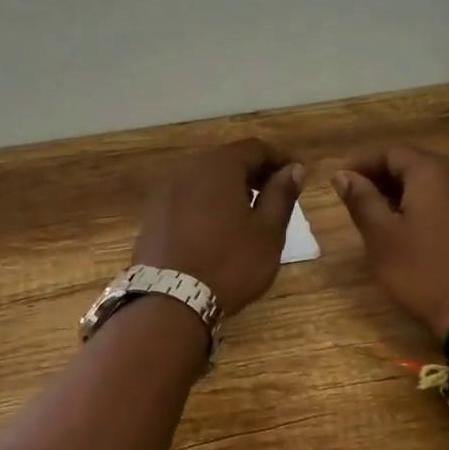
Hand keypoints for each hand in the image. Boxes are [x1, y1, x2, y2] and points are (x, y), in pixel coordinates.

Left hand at [132, 139, 305, 314]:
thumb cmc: (229, 264)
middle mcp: (187, 170)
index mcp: (218, 167)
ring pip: (204, 180)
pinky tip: (217, 230)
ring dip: (229, 189)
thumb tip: (294, 168)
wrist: (169, 301)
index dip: (279, 159)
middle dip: (253, 172)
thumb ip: (281, 195)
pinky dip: (206, 204)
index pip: (254, 148)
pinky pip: (186, 199)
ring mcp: (165, 193)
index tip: (297, 176)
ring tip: (248, 214)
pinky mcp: (152, 216)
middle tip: (275, 195)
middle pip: (226, 160)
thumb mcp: (267, 232)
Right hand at [333, 144, 448, 339]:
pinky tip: (415, 231)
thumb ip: (361, 200)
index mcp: (432, 173)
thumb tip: (343, 174)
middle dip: (384, 176)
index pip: (392, 152)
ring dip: (406, 192)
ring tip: (382, 215)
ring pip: (436, 184)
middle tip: (357, 195)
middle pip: (416, 164)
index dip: (362, 162)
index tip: (340, 179)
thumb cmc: (424, 272)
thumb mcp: (381, 237)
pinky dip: (429, 207)